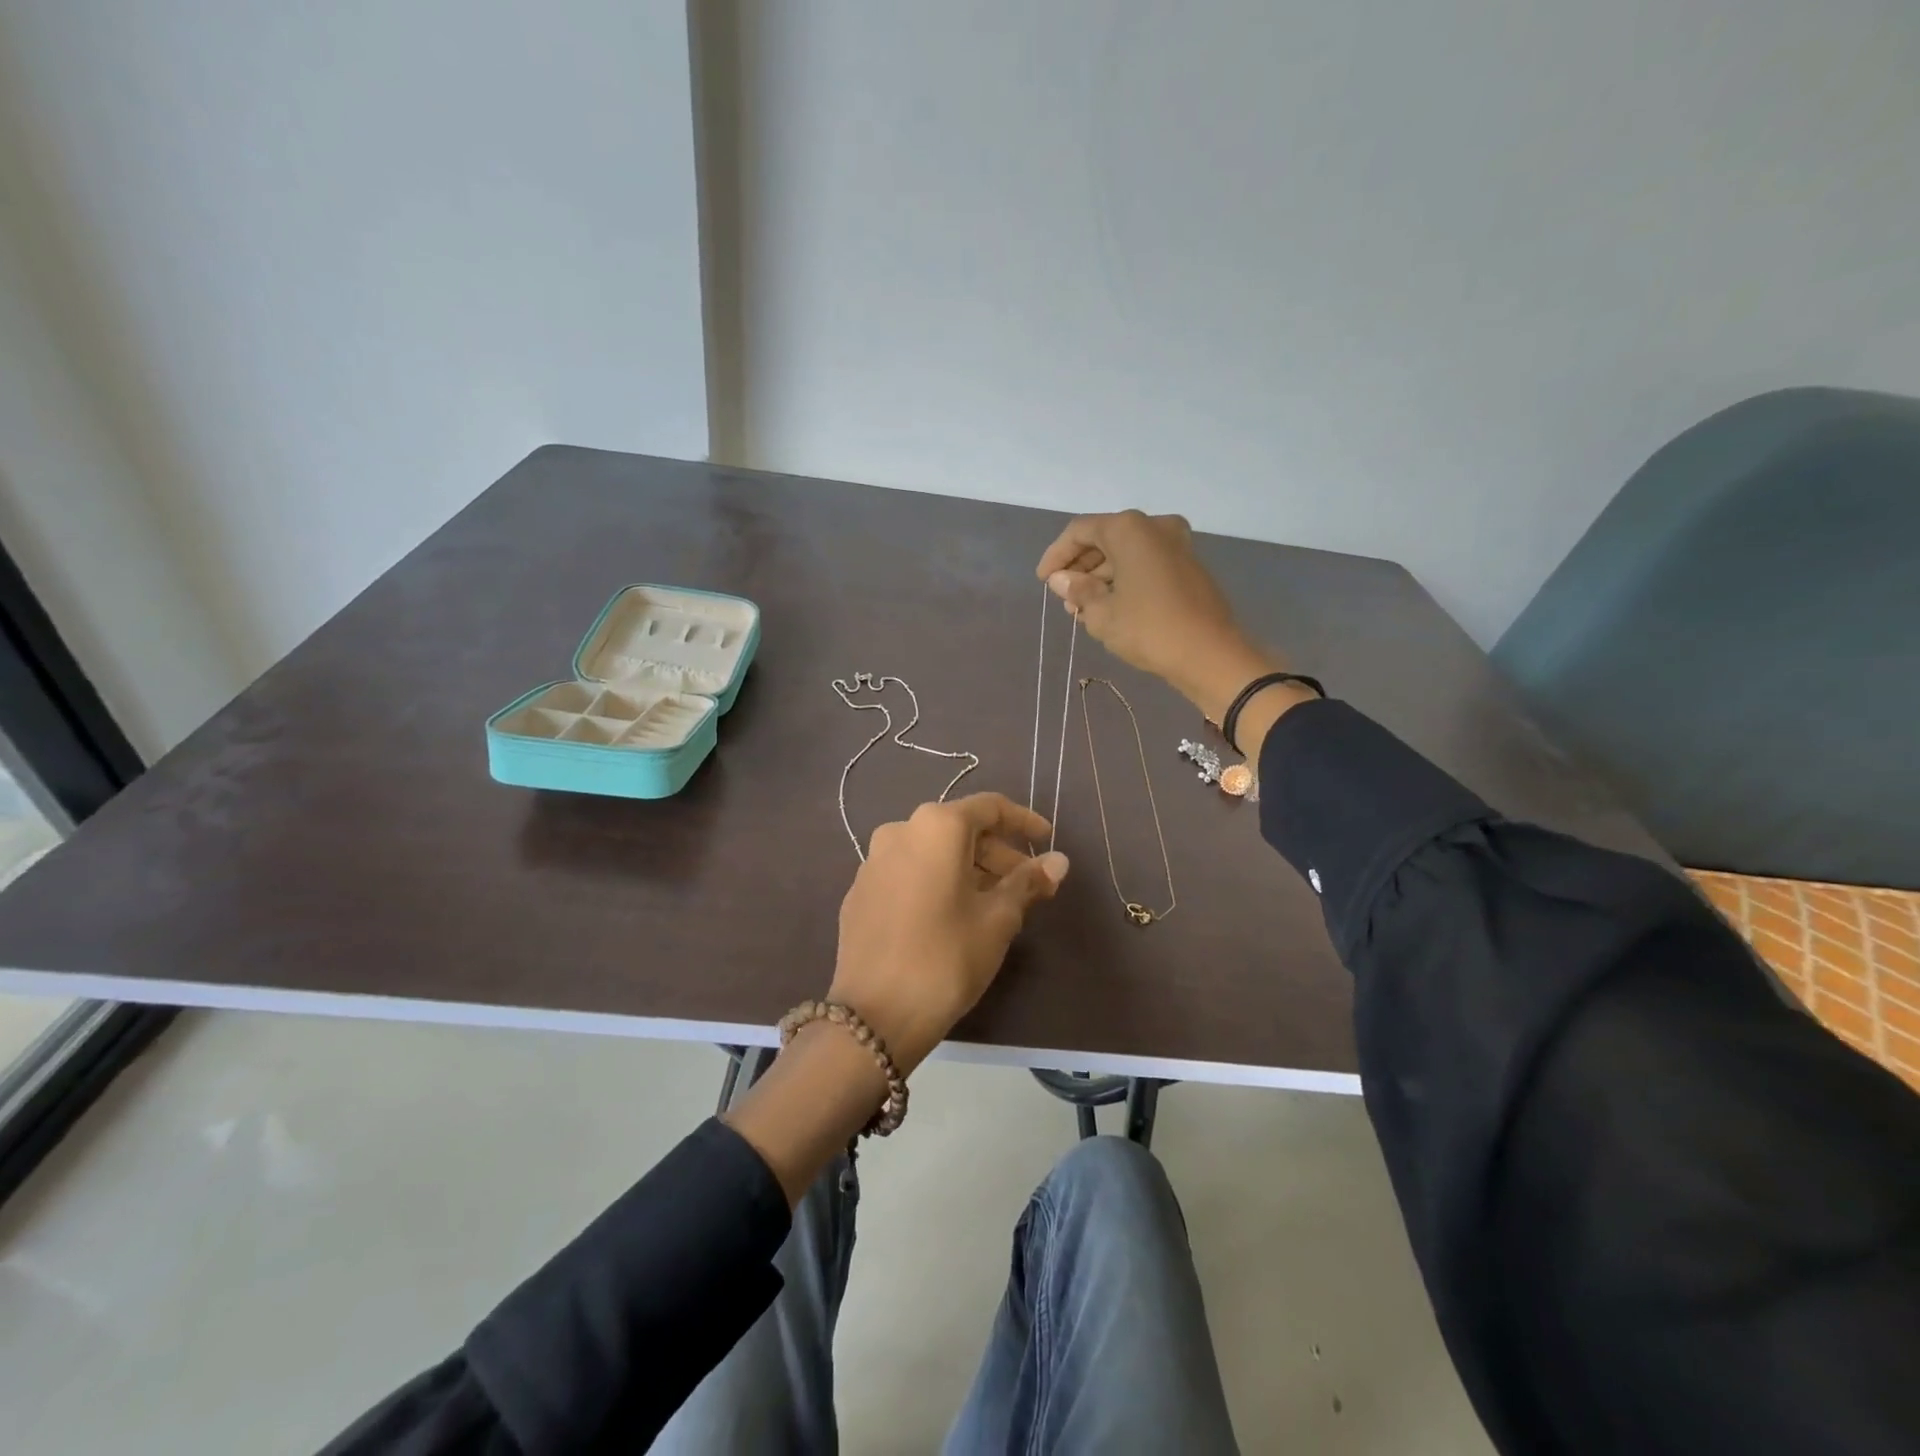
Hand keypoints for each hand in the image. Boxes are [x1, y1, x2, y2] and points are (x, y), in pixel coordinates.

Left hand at [830, 793, 1069, 1073]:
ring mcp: (873, 861)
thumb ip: (1028, 882)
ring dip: (968, 869)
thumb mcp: (998, 919)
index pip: (989, 808)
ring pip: (932, 852)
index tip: (1047, 840)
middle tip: (1028, 885)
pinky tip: (951, 916)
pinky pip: (908, 873)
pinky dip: (936, 882)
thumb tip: (1059, 861)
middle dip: (997, 853)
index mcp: (936, 827)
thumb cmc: (946, 958)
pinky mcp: (860, 892)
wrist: (874, 1016)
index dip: (1023, 821)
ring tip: (995, 905)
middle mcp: (900, 831)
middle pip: (959, 830)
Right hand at [1036, 510, 1278, 722]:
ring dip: (1101, 576)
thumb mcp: (1101, 613)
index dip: (1056, 555)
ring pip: (1126, 553)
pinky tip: (1110, 607)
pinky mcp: (1188, 566)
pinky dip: (1124, 579)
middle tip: (1064, 597)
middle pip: (1105, 538)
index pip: (1080, 531)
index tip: (1043, 581)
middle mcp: (1154, 526)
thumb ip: (1077, 590)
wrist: (1211, 655)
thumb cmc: (1149, 629)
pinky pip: (1145, 563)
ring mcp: (1176, 544)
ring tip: (1082, 608)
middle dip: (1080, 567)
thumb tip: (1061, 579)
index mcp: (1129, 529)